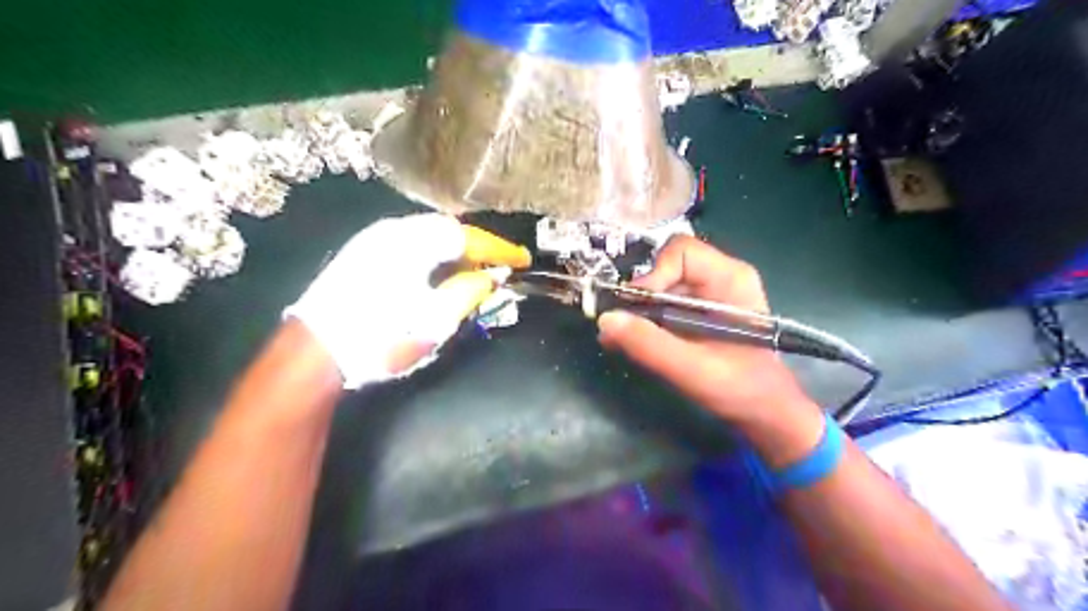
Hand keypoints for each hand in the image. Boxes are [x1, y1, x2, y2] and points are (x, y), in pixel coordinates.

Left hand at [284, 211, 531, 387]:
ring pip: (428, 237)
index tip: (523, 260)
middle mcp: (392, 230)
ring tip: (474, 272)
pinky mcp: (362, 254)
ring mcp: (373, 240)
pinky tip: (440, 275)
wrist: (314, 353)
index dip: (499, 249)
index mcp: (413, 241)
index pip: (468, 237)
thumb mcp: (436, 318)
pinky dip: (434, 257)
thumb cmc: (381, 337)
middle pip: (448, 231)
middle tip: (499, 267)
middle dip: (477, 249)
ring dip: (455, 253)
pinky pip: (411, 245)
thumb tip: (492, 275)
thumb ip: (470, 291)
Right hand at [594, 234, 815, 423]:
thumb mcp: (692, 369)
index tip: (637, 308)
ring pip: (659, 288)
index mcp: (729, 278)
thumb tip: (606, 320)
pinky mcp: (696, 313)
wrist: (763, 412)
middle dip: (640, 298)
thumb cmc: (740, 388)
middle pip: (665, 268)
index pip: (680, 252)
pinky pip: (662, 305)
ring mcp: (706, 296)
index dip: (654, 274)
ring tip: (620, 340)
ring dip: (638, 312)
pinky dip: (644, 322)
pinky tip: (631, 343)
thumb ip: (649, 344)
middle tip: (622, 327)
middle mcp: (717, 278)